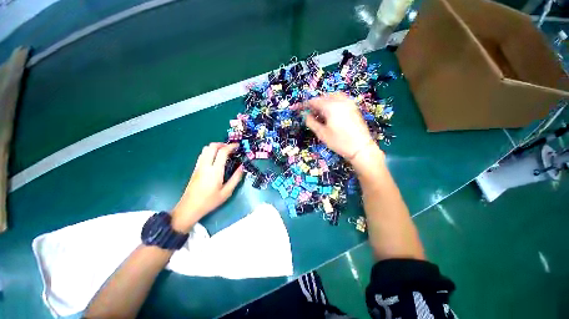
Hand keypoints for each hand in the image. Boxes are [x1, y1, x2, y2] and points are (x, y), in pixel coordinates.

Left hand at [171, 143, 243, 232]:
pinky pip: (202, 154)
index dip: (231, 146)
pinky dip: (210, 151)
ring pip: (205, 149)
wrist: (189, 208)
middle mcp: (205, 165)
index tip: (237, 146)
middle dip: (222, 144)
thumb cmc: (210, 201)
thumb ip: (236, 178)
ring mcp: (199, 166)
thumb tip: (242, 167)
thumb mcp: (227, 192)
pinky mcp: (195, 169)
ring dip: (215, 147)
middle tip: (231, 148)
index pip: (222, 152)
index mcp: (215, 171)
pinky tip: (215, 158)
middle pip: (212, 146)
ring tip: (224, 152)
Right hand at [305, 92, 381, 164]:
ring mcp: (349, 103)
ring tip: (321, 113)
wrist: (360, 148)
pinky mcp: (354, 107)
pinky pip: (341, 100)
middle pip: (324, 97)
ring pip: (333, 97)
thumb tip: (306, 115)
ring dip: (325, 102)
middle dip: (316, 103)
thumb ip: (311, 122)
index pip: (315, 101)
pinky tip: (332, 113)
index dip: (307, 105)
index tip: (301, 109)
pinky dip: (333, 103)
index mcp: (331, 107)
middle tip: (311, 113)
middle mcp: (340, 101)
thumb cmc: (339, 142)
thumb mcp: (321, 134)